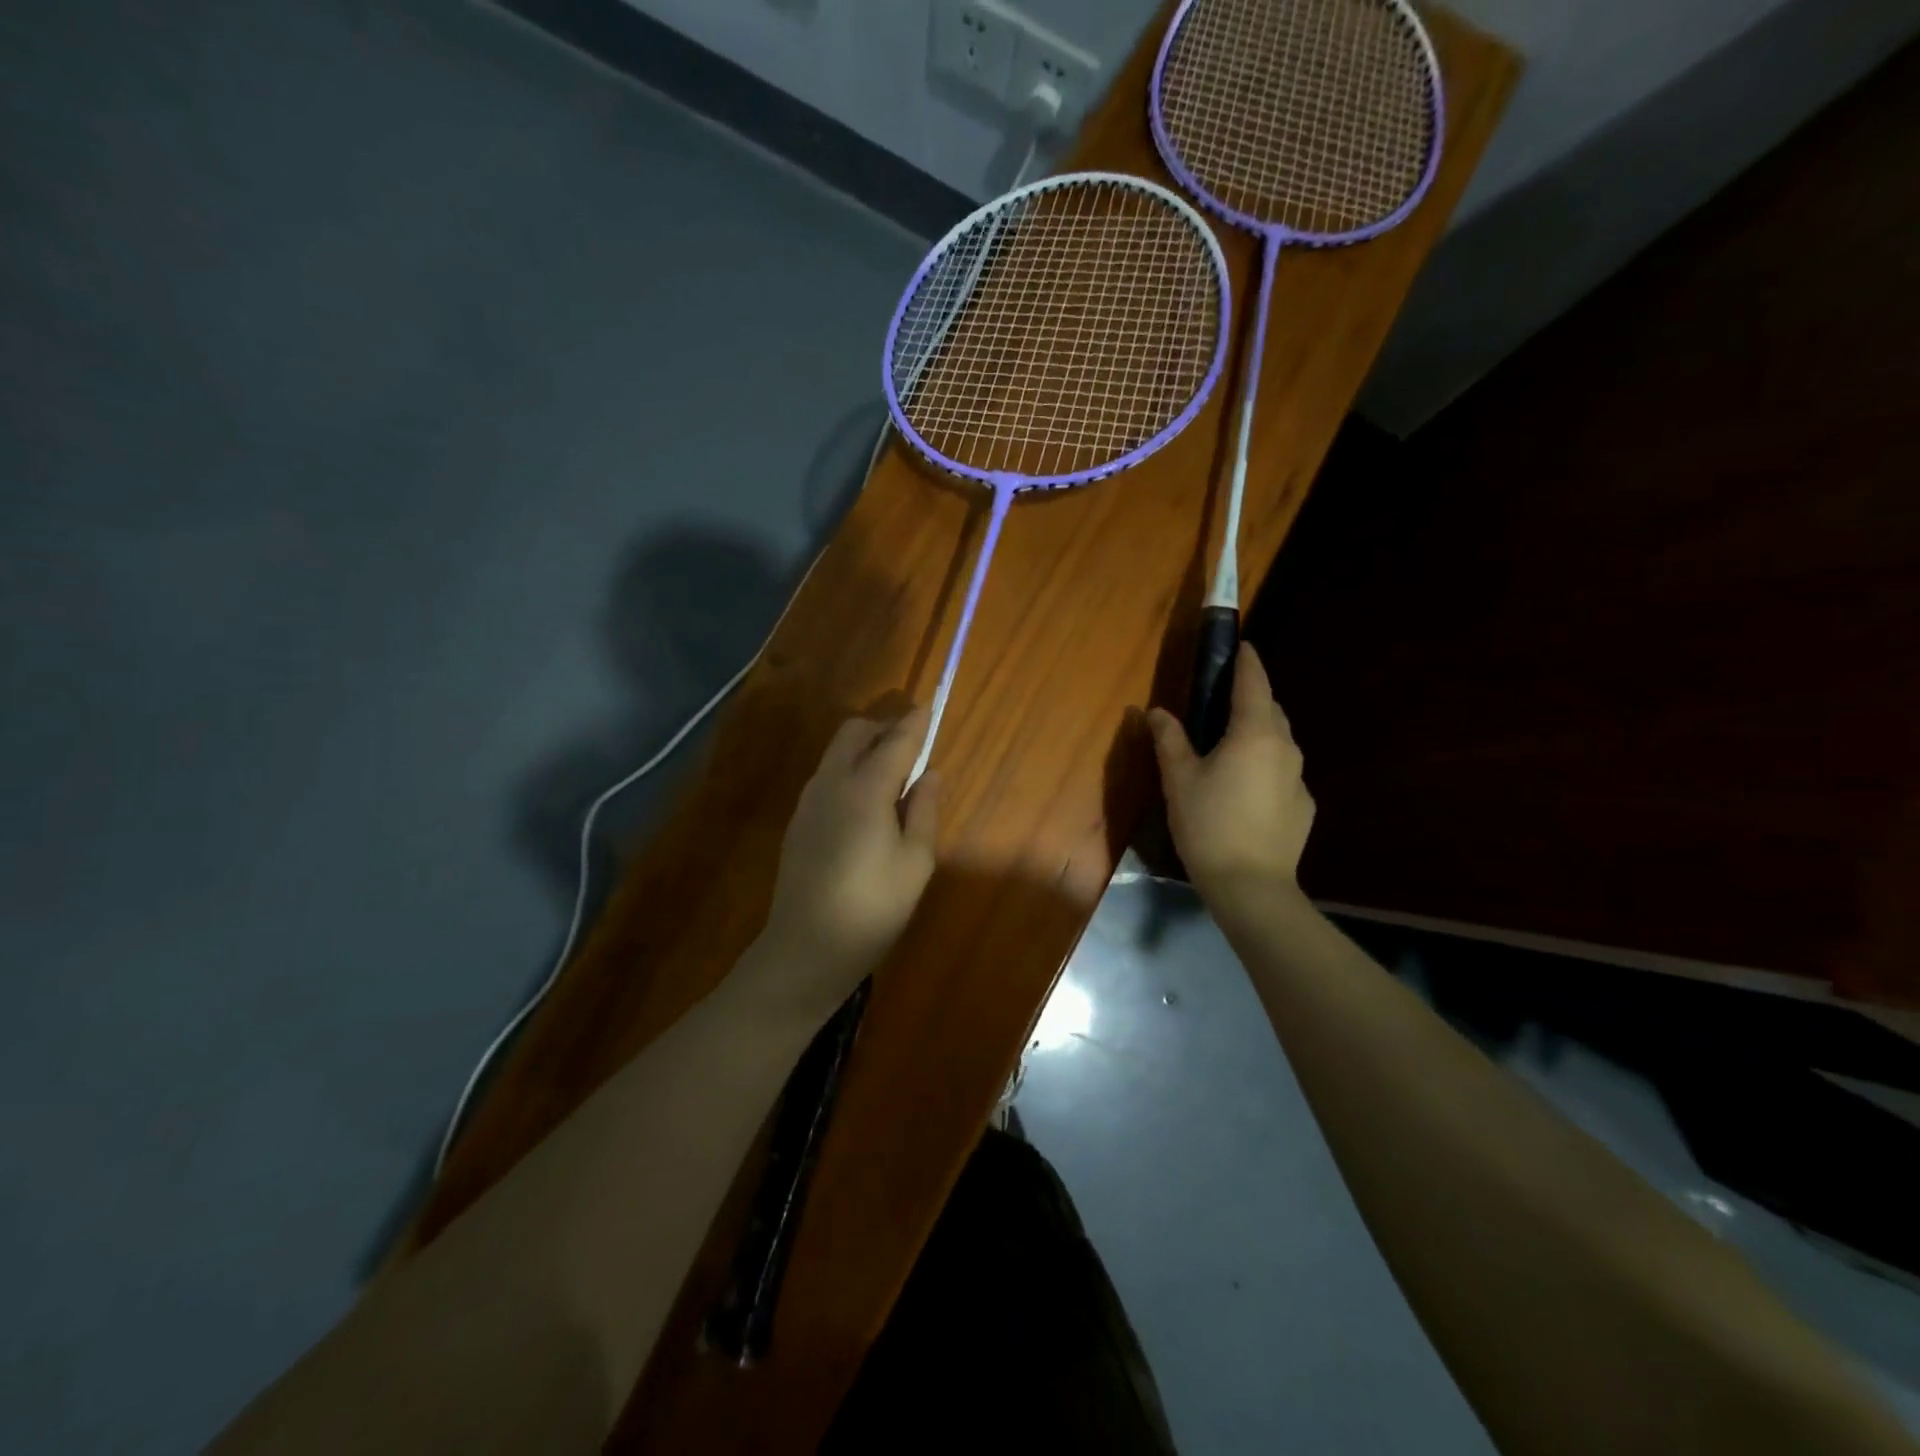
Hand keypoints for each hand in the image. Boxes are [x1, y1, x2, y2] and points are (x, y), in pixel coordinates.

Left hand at [750, 710, 940, 1021]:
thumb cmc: (874, 906)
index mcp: (865, 789)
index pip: (895, 741)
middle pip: (854, 733)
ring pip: (836, 753)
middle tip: (912, 746)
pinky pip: (827, 777)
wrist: (807, 946)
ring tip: (893, 777)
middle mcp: (832, 783)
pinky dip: (849, 771)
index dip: (915, 723)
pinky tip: (866, 804)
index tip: (930, 707)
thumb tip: (929, 773)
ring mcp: (809, 801)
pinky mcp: (798, 821)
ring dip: (864, 749)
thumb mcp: (915, 861)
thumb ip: (924, 810)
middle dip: (884, 728)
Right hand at [1147, 642, 1313, 899]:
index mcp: (1254, 733)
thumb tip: (1156, 712)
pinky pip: (1283, 772)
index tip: (1242, 645)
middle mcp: (1285, 748)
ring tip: (1231, 745)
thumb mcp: (1179, 780)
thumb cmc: (1208, 825)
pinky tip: (1245, 790)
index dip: (1247, 661)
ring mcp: (1299, 778)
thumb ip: (1169, 740)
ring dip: (1259, 733)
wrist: (1252, 886)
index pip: (1254, 683)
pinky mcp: (1304, 805)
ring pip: (1279, 741)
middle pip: (1271, 710)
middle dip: (1252, 698)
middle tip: (1224, 701)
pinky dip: (1266, 766)